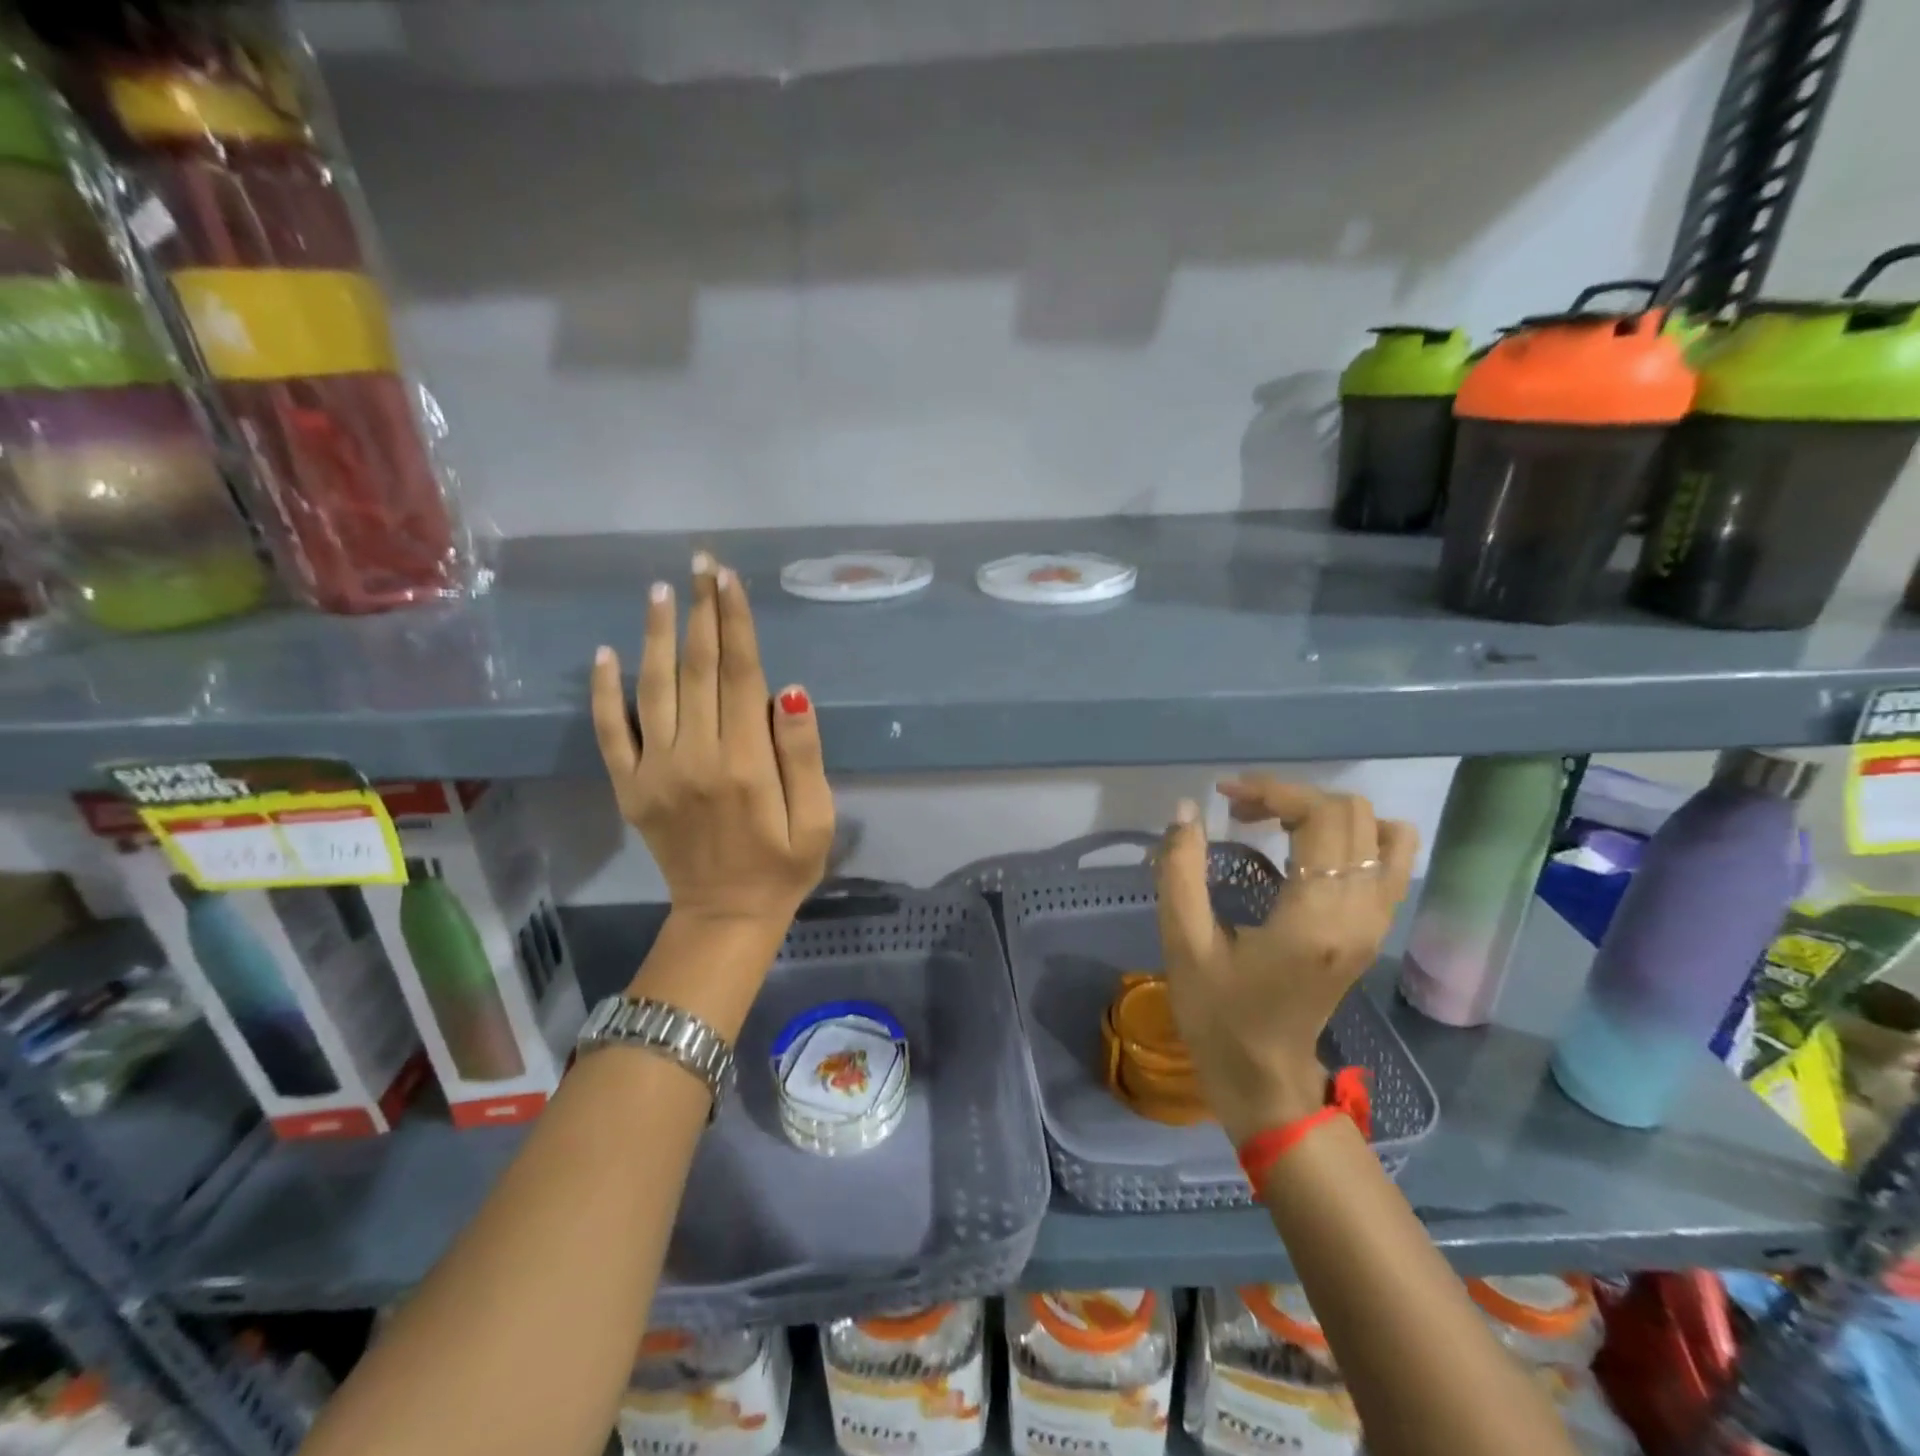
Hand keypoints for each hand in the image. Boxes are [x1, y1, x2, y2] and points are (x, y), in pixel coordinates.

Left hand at [590, 553, 834, 935]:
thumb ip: (802, 753)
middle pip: (697, 669)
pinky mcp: (630, 787)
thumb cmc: (783, 864)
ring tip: (660, 590)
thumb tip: (790, 690)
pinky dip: (604, 692)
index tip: (729, 579)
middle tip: (701, 563)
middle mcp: (695, 757)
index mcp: (745, 762)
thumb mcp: (815, 817)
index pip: (739, 675)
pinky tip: (606, 653)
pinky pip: (611, 732)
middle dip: (701, 611)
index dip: (735, 622)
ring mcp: (655, 771)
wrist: (725, 915)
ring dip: (656, 635)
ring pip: (652, 689)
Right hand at [1154, 778, 1416, 1143]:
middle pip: (1350, 813)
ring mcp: (1376, 922)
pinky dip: (1354, 835)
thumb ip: (1180, 871)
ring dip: (1324, 812)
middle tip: (1239, 813)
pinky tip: (1311, 849)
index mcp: (1314, 918)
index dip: (1272, 791)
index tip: (1225, 796)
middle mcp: (1360, 912)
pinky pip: (1390, 859)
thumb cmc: (1218, 1015)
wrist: (1265, 1079)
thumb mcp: (1184, 944)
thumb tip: (1186, 810)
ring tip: (1276, 825)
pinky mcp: (1375, 929)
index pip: (1320, 817)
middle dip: (1291, 797)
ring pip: (1377, 830)